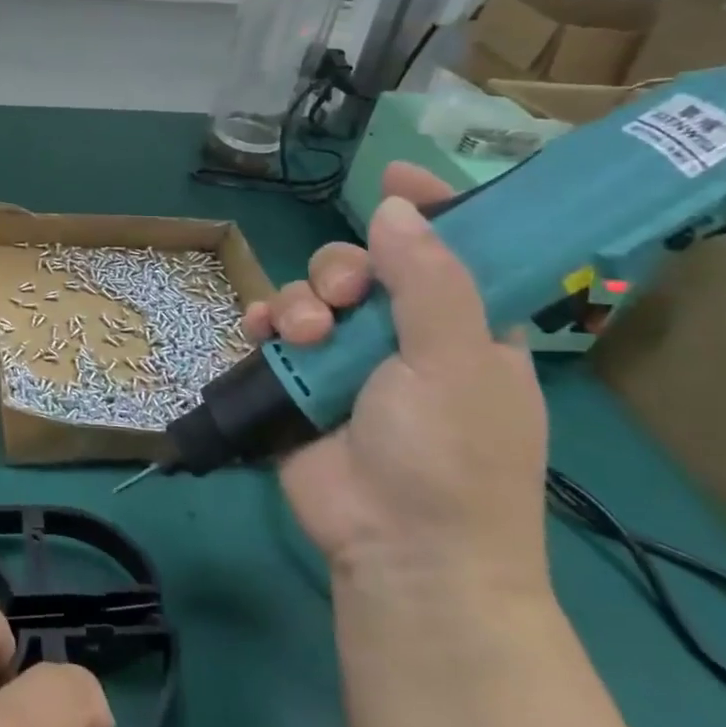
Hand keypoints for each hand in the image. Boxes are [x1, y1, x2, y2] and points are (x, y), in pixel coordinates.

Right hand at [245, 164, 551, 600]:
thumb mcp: (455, 363)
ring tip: (301, 336)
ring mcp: (349, 361)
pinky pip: (274, 333)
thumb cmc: (451, 458)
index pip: (453, 248)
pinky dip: (264, 324)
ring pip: (312, 295)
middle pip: (365, 265)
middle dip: (342, 267)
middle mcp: (406, 336)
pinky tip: (260, 333)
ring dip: (299, 302)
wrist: (399, 551)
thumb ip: (429, 280)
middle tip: (342, 296)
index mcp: (465, 328)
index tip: (397, 175)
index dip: (430, 208)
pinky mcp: (301, 384)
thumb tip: (397, 206)